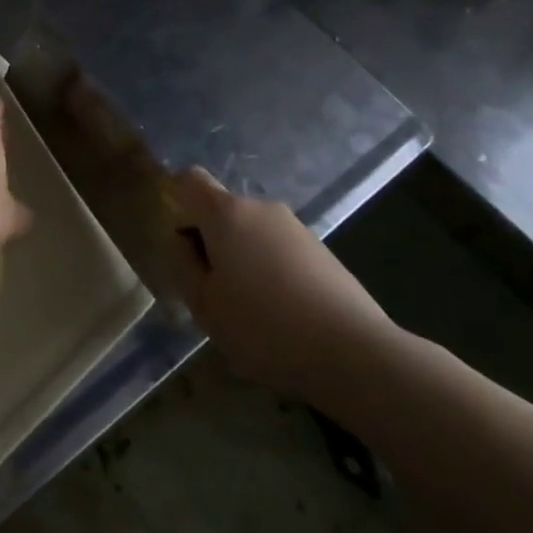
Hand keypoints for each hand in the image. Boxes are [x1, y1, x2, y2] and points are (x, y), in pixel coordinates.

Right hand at [165, 167, 405, 418]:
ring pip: (253, 233)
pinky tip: (284, 316)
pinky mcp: (321, 250)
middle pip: (223, 210)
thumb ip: (182, 264)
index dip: (179, 203)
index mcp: (226, 212)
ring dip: (244, 259)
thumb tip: (181, 240)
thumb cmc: (263, 326)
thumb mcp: (204, 305)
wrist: (353, 352)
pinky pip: (281, 250)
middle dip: (213, 242)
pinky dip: (273, 272)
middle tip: (214, 291)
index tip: (182, 244)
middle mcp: (261, 207)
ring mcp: (295, 226)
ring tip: (251, 311)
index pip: (191, 180)